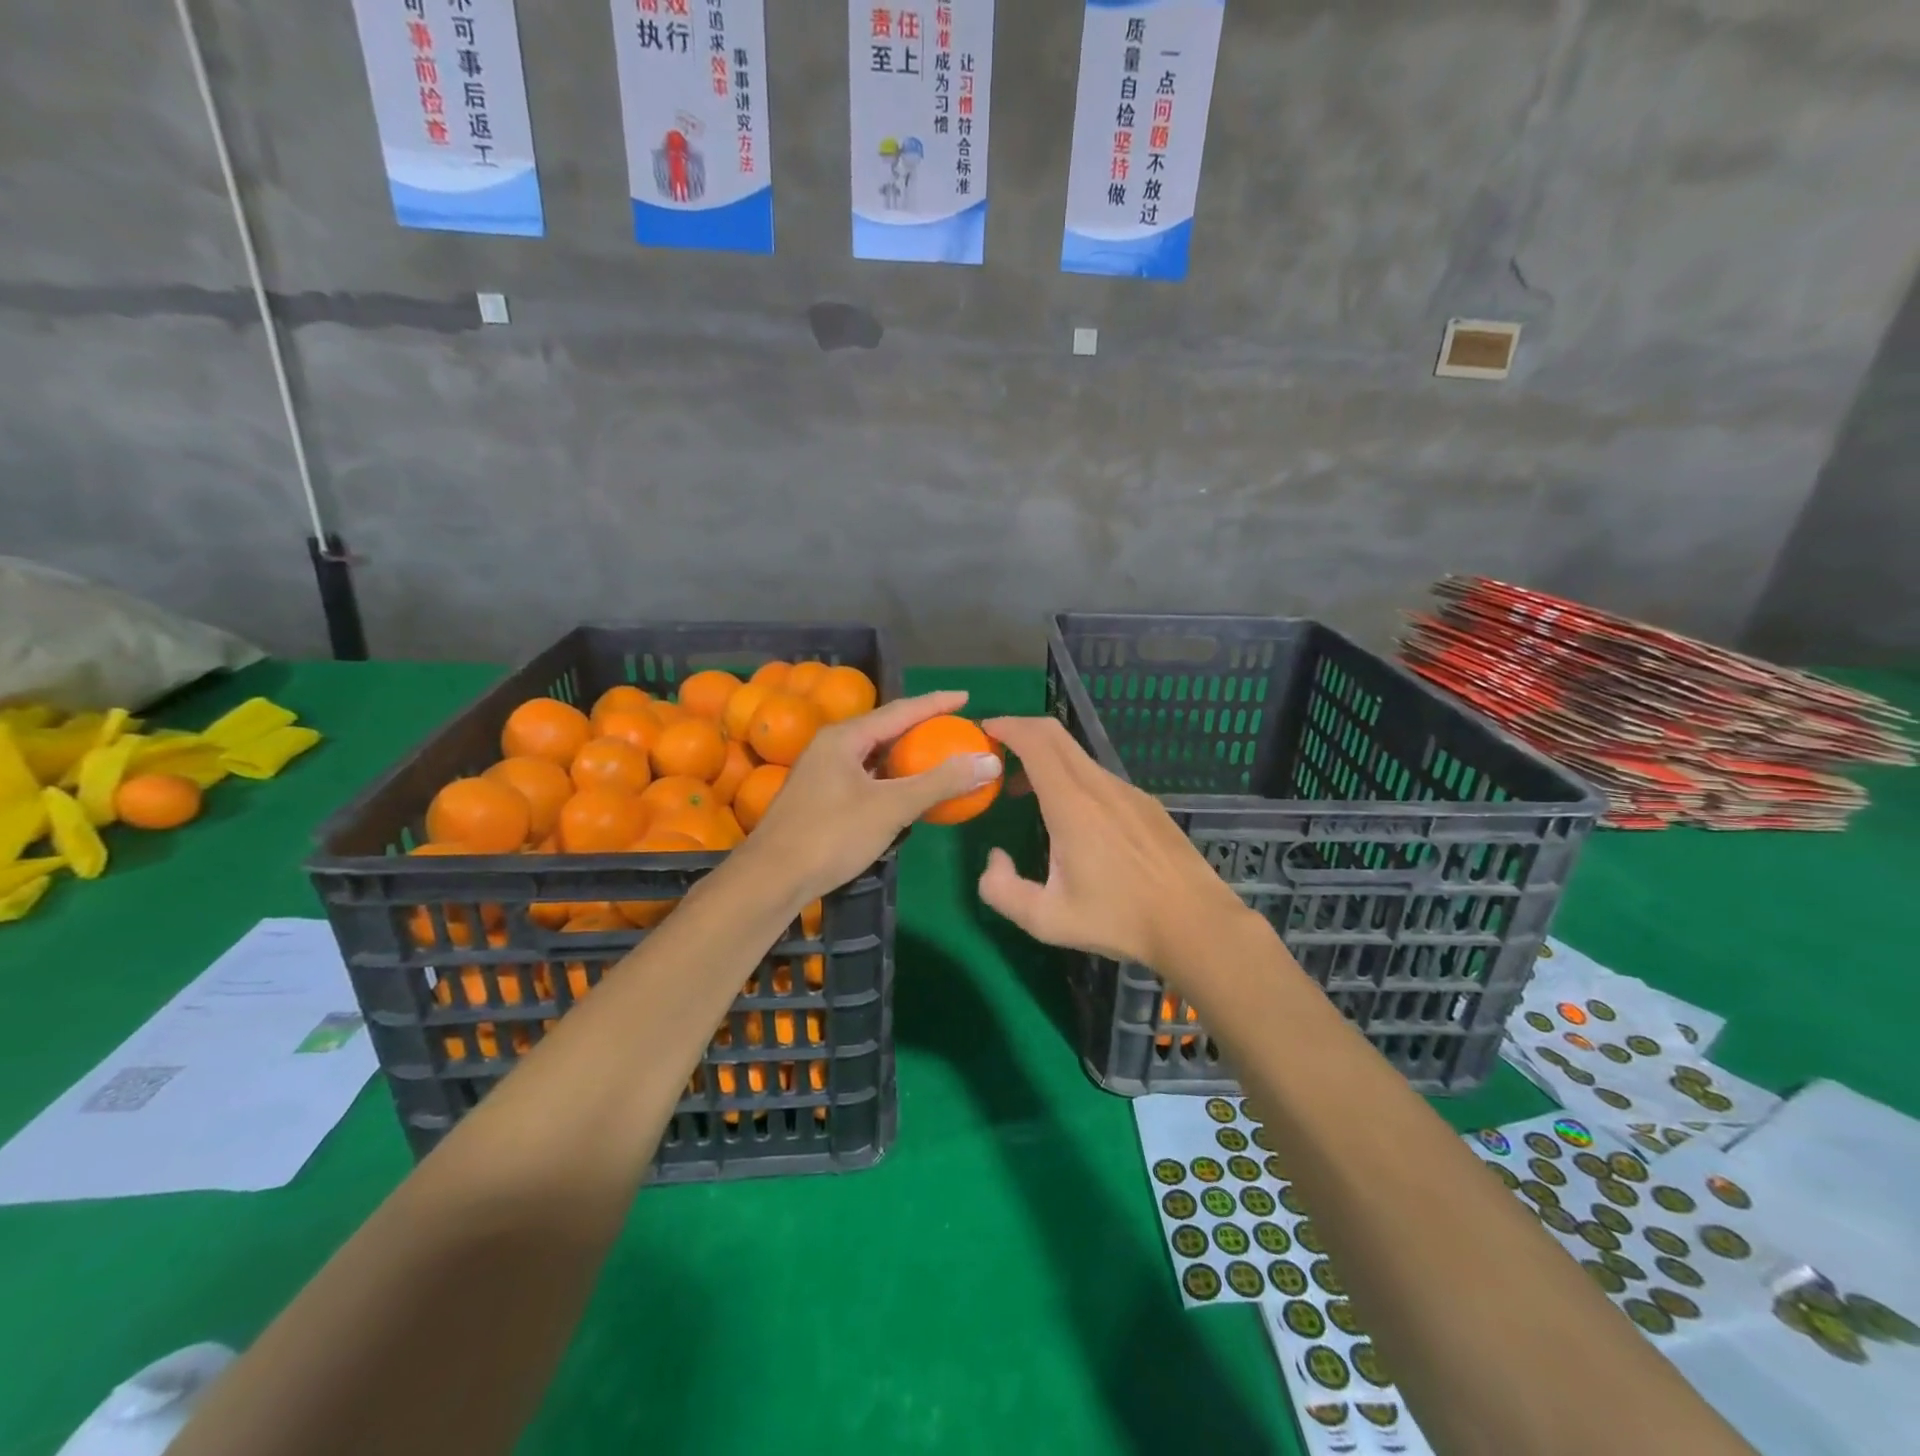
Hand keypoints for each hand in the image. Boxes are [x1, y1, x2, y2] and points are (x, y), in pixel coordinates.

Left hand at [742, 691, 1002, 907]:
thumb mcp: (891, 807)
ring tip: (938, 758)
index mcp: (845, 738)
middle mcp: (831, 748)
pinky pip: (866, 778)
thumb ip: (940, 782)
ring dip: (906, 757)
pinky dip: (891, 781)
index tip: (965, 697)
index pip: (900, 711)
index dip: (935, 703)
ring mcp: (823, 774)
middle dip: (922, 729)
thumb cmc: (831, 835)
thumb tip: (989, 761)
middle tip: (956, 730)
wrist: (772, 879)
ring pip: (874, 756)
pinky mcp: (821, 799)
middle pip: (886, 730)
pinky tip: (906, 794)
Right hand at [975, 717, 1251, 970]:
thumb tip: (994, 858)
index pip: (1035, 742)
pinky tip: (1073, 816)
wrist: (1196, 924)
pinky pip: (1100, 776)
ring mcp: (1129, 792)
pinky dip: (1072, 777)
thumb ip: (1002, 890)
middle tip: (996, 754)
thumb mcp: (1047, 920)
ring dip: (1046, 759)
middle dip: (1021, 732)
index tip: (985, 730)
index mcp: (1072, 805)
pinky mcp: (1147, 804)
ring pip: (1078, 756)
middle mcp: (1100, 786)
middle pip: (1056, 735)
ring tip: (1026, 792)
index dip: (1007, 727)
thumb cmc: (1120, 920)